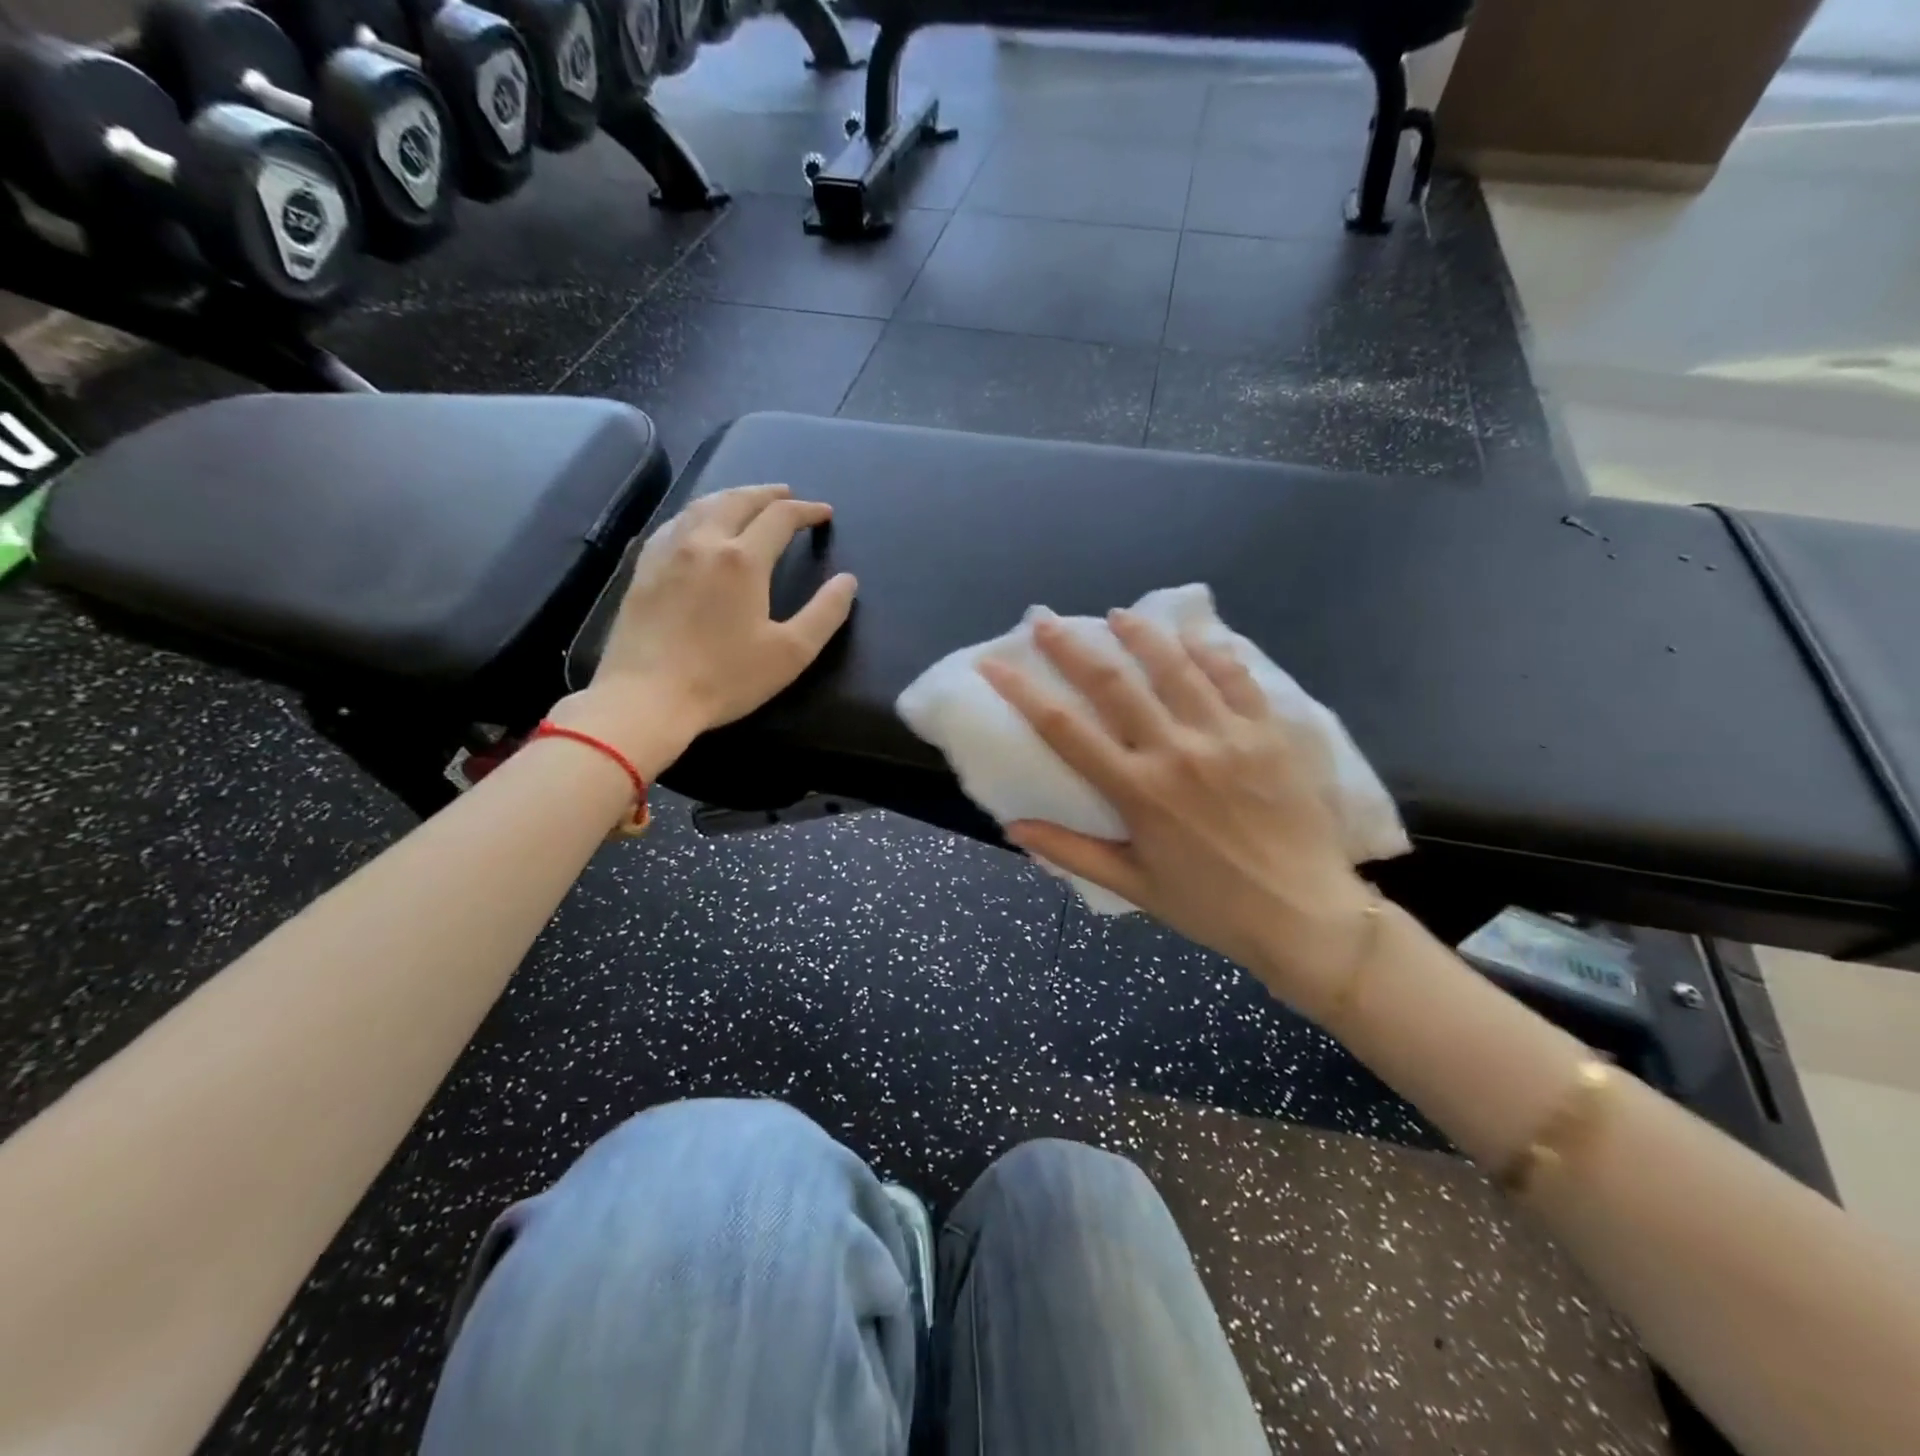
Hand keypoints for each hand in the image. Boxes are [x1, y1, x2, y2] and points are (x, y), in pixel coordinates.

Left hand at [549, 485, 857, 776]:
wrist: (647, 697)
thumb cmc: (725, 678)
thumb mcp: (790, 653)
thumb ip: (825, 613)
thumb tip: (847, 581)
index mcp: (743, 559)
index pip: (780, 518)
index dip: (806, 511)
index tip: (824, 513)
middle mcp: (704, 542)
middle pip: (738, 500)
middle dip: (768, 493)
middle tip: (787, 495)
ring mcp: (667, 552)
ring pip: (702, 505)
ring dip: (731, 496)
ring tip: (747, 501)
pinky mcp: (642, 568)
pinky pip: (673, 524)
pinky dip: (697, 513)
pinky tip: (697, 525)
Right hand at [979, 611, 1376, 1014]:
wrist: (1305, 915)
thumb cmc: (1212, 906)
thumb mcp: (1134, 886)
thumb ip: (1071, 851)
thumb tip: (1013, 828)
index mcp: (1138, 791)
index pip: (1064, 729)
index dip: (1022, 691)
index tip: (994, 663)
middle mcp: (1176, 751)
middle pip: (1113, 683)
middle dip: (1071, 646)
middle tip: (1045, 620)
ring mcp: (1226, 735)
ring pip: (1175, 666)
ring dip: (1140, 634)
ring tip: (1117, 615)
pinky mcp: (1269, 732)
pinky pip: (1235, 676)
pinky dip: (1210, 650)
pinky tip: (1193, 635)